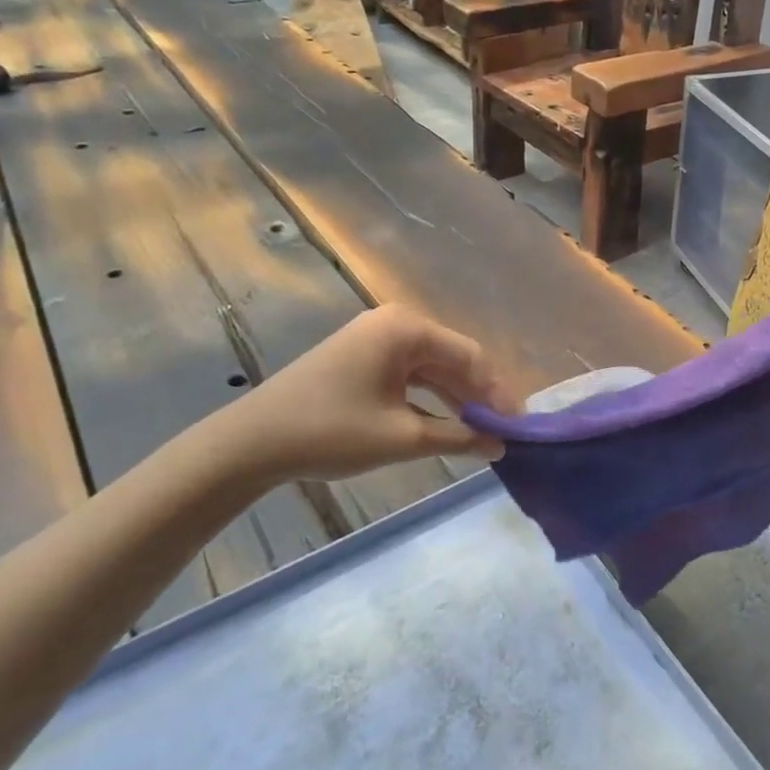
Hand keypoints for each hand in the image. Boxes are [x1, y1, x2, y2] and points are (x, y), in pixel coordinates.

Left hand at [208, 305, 514, 485]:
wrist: (251, 443)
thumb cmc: (331, 432)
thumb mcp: (403, 437)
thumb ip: (459, 437)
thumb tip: (500, 445)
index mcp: (407, 329)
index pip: (471, 356)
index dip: (498, 393)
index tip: (518, 426)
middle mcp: (395, 324)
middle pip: (453, 359)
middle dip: (479, 396)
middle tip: (504, 432)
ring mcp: (376, 339)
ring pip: (432, 368)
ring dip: (457, 399)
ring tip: (483, 432)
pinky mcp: (362, 358)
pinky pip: (410, 375)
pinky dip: (430, 399)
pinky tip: (447, 424)